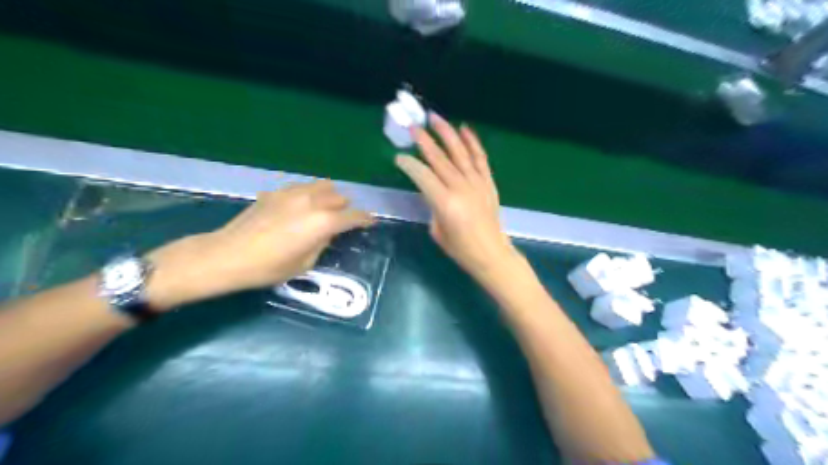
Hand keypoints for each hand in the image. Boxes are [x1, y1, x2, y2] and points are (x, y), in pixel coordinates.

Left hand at [143, 181, 371, 310]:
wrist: (228, 255)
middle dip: (345, 208)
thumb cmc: (269, 267)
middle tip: (343, 220)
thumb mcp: (305, 263)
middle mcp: (312, 201)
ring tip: (325, 208)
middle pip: (339, 197)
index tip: (370, 222)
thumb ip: (322, 243)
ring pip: (322, 185)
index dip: (365, 219)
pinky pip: (302, 187)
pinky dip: (309, 194)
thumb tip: (327, 232)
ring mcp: (293, 193)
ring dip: (329, 196)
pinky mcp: (276, 192)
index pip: (353, 216)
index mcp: (323, 222)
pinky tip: (301, 206)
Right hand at [394, 115, 515, 283]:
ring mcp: (477, 182)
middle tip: (413, 127)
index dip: (409, 165)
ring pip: (459, 152)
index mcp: (445, 203)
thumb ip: (432, 205)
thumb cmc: (461, 249)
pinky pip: (480, 158)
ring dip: (446, 133)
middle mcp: (461, 188)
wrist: (491, 253)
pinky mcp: (488, 182)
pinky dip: (472, 142)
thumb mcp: (437, 230)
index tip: (399, 158)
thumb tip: (431, 189)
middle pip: (439, 159)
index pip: (422, 175)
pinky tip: (464, 129)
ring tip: (434, 118)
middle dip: (424, 141)